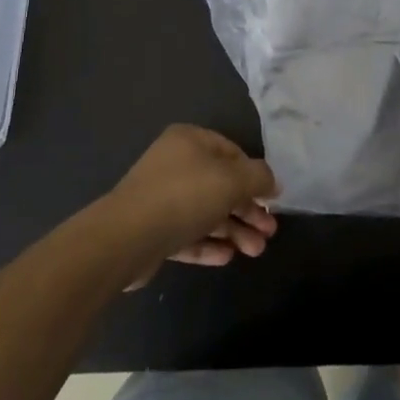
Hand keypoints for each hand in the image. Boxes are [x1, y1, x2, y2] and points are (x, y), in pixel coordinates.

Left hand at [103, 124, 278, 286]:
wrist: (126, 238)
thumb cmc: (185, 196)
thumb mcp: (232, 180)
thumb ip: (258, 177)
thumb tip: (272, 181)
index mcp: (190, 141)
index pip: (231, 152)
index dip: (255, 175)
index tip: (273, 199)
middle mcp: (174, 165)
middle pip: (220, 186)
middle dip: (247, 210)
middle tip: (269, 232)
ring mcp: (161, 198)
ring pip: (206, 212)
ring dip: (234, 230)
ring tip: (255, 252)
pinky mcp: (153, 231)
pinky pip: (187, 234)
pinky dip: (209, 244)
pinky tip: (227, 258)